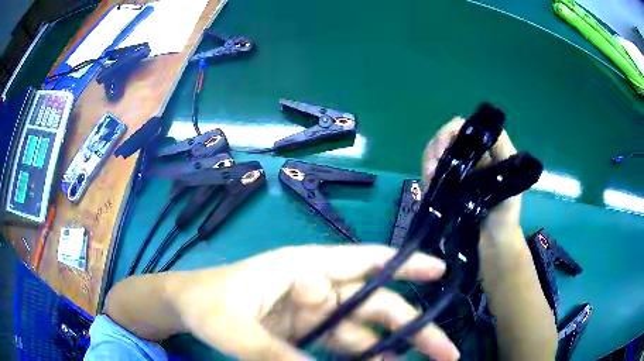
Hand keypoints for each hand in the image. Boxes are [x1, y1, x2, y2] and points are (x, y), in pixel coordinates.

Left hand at [166, 245, 459, 360]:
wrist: (187, 307)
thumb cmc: (208, 303)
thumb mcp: (234, 328)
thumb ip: (273, 354)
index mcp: (305, 269)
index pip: (366, 262)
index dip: (407, 266)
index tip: (441, 273)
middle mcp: (317, 288)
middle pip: (377, 305)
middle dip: (413, 325)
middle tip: (445, 350)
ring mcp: (314, 312)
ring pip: (366, 329)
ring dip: (394, 347)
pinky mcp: (306, 331)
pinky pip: (345, 345)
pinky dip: (366, 358)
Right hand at [422, 117, 520, 246]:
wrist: (492, 241)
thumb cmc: (506, 211)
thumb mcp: (511, 178)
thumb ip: (502, 151)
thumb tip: (482, 130)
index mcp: (486, 150)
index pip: (465, 128)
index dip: (452, 131)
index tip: (445, 146)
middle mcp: (470, 156)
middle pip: (446, 137)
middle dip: (436, 146)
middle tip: (433, 165)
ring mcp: (457, 170)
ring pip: (436, 152)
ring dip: (428, 160)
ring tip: (429, 175)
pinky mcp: (447, 185)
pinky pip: (431, 172)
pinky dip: (426, 174)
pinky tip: (427, 183)